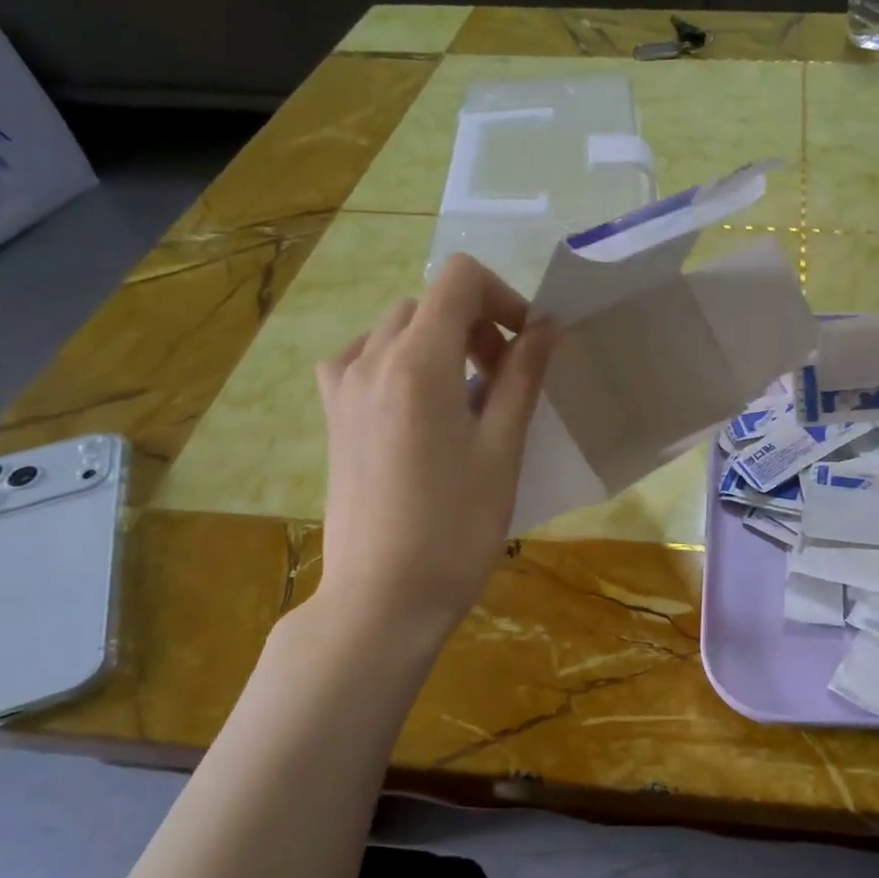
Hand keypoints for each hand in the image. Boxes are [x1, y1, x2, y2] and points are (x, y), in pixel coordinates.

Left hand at [312, 254, 555, 638]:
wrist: (383, 598)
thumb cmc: (456, 529)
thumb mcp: (502, 450)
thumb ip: (522, 377)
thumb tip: (545, 327)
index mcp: (417, 363)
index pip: (460, 279)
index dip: (505, 298)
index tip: (528, 346)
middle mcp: (369, 360)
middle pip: (430, 302)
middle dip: (477, 324)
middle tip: (505, 380)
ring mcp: (342, 388)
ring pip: (396, 328)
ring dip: (440, 342)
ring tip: (465, 396)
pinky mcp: (333, 416)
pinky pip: (365, 358)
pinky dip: (401, 362)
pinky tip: (418, 407)